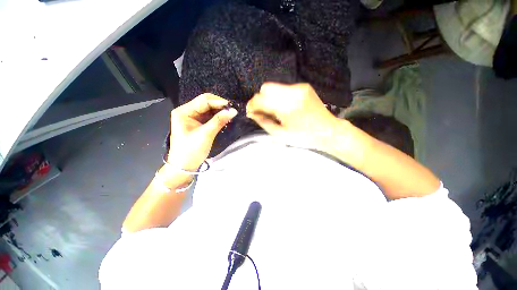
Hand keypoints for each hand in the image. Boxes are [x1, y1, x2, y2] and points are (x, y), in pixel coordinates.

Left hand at [168, 93, 236, 170]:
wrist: (184, 166)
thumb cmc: (191, 150)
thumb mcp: (206, 134)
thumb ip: (219, 121)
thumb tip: (233, 110)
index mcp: (184, 111)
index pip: (204, 101)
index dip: (219, 102)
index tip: (232, 107)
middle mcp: (187, 111)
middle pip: (206, 103)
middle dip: (220, 106)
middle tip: (232, 111)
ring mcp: (192, 117)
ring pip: (209, 110)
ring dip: (220, 111)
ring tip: (230, 114)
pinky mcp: (198, 124)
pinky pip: (209, 117)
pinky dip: (218, 117)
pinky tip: (225, 119)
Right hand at [246, 83, 339, 148]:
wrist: (328, 131)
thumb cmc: (304, 137)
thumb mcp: (280, 135)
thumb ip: (264, 122)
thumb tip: (252, 114)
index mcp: (286, 106)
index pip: (260, 99)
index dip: (252, 105)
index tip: (250, 112)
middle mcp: (292, 92)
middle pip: (265, 88)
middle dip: (260, 100)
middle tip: (261, 112)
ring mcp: (299, 88)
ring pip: (274, 87)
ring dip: (269, 98)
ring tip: (273, 111)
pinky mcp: (304, 87)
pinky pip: (284, 88)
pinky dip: (279, 96)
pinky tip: (284, 107)